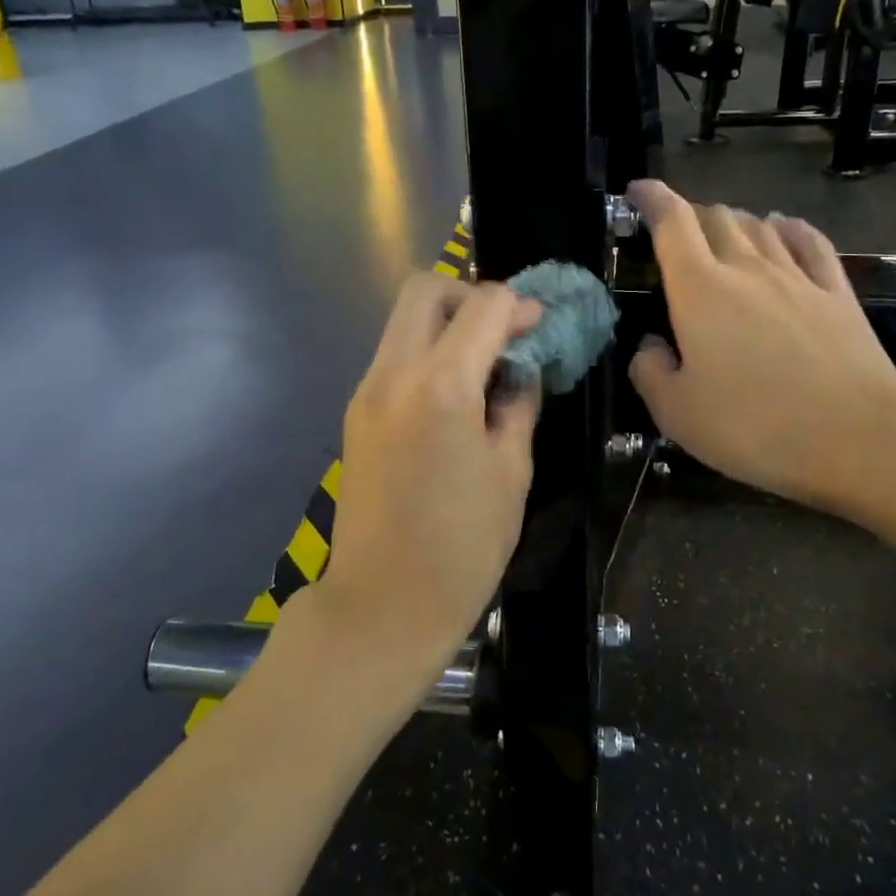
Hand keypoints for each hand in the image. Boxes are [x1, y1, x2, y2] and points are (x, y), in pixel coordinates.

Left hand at [304, 274, 541, 707]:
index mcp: (441, 386)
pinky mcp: (356, 413)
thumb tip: (520, 370)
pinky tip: (455, 393)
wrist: (382, 605)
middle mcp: (393, 374)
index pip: (483, 305)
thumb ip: (517, 404)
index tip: (539, 328)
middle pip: (425, 290)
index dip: (519, 306)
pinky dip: (427, 352)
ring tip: (484, 364)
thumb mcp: (511, 472)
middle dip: (471, 296)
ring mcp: (366, 392)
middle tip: (503, 334)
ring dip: (447, 324)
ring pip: (403, 321)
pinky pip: (394, 356)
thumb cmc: (463, 547)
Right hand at [627, 179, 895, 521]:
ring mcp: (798, 277)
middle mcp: (747, 269)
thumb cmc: (754, 427)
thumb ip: (650, 373)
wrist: (858, 439)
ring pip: (760, 226)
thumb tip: (651, 347)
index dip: (651, 199)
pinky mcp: (838, 293)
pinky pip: (810, 242)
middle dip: (690, 213)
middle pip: (716, 217)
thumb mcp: (676, 414)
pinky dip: (789, 228)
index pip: (672, 223)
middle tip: (677, 231)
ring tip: (722, 231)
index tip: (638, 190)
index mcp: (700, 290)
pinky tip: (784, 228)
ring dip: (735, 221)